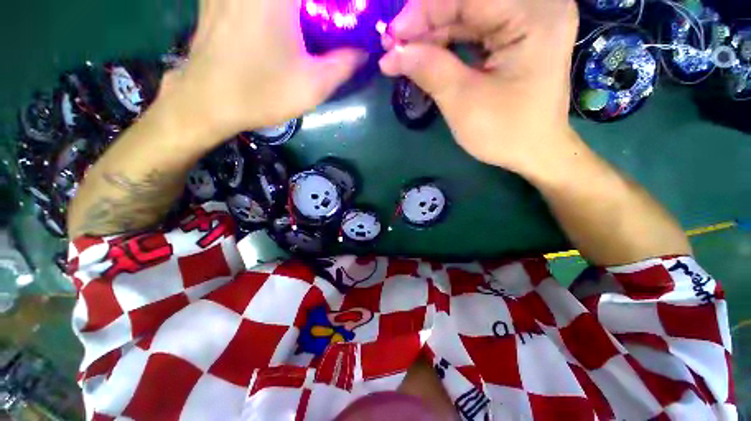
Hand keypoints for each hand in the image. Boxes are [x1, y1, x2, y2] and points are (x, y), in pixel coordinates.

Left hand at [170, 0, 367, 138]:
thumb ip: (344, 64)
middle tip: (331, 19)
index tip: (344, 17)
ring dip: (302, 9)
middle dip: (321, 6)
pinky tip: (280, 20)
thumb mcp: (313, 85)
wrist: (208, 101)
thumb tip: (364, 51)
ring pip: (281, 0)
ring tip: (308, 23)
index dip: (336, 6)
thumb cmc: (262, 93)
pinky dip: (277, 8)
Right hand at [379, 0, 579, 174]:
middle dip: (426, 22)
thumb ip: (430, 70)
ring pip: (469, 14)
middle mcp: (538, 6)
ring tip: (403, 53)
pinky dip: (447, 41)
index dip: (424, 11)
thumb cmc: (505, 132)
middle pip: (469, 3)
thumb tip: (393, 54)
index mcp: (535, 17)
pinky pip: (476, 28)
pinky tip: (425, 54)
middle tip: (394, 46)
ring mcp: (529, 19)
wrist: (534, 151)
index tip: (392, 36)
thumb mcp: (464, 102)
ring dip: (433, 33)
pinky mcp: (519, 34)